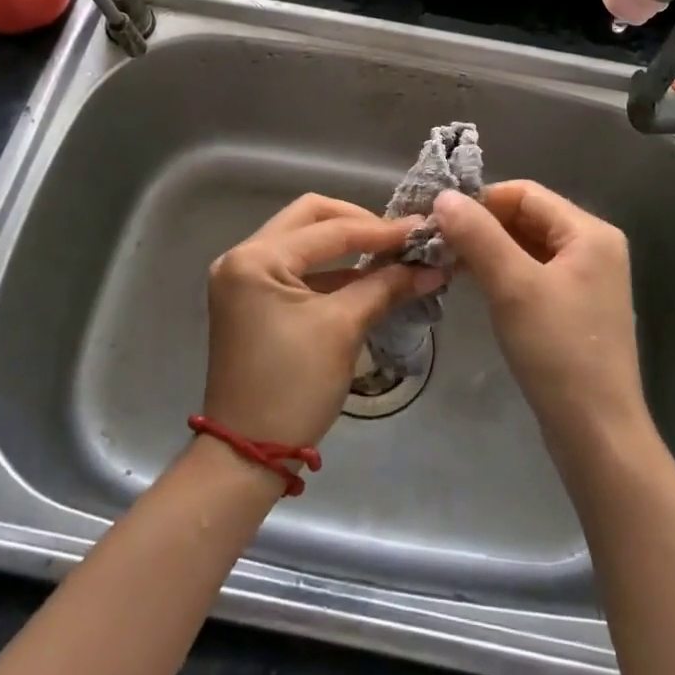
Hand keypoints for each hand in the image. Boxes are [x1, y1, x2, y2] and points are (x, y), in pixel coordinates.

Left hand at [202, 195, 438, 451]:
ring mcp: (244, 277)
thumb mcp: (342, 330)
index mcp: (255, 258)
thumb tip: (432, 268)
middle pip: (310, 218)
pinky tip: (366, 277)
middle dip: (357, 224)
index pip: (328, 230)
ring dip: (346, 245)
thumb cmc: (292, 387)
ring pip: (303, 240)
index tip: (421, 230)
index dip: (379, 230)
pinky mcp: (252, 298)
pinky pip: (297, 267)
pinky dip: (331, 270)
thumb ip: (385, 287)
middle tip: (398, 238)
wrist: (246, 455)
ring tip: (391, 254)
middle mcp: (242, 256)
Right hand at [433, 182, 649, 454]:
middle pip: (527, 217)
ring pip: (527, 245)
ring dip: (488, 249)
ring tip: (448, 261)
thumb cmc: (558, 351)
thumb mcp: (512, 286)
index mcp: (590, 232)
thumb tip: (443, 196)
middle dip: (482, 225)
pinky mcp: (575, 306)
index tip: (440, 219)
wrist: (596, 434)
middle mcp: (593, 247)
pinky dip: (503, 271)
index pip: (525, 193)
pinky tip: (475, 283)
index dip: (481, 201)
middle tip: (438, 242)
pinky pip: (533, 272)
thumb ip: (477, 235)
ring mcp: (586, 279)